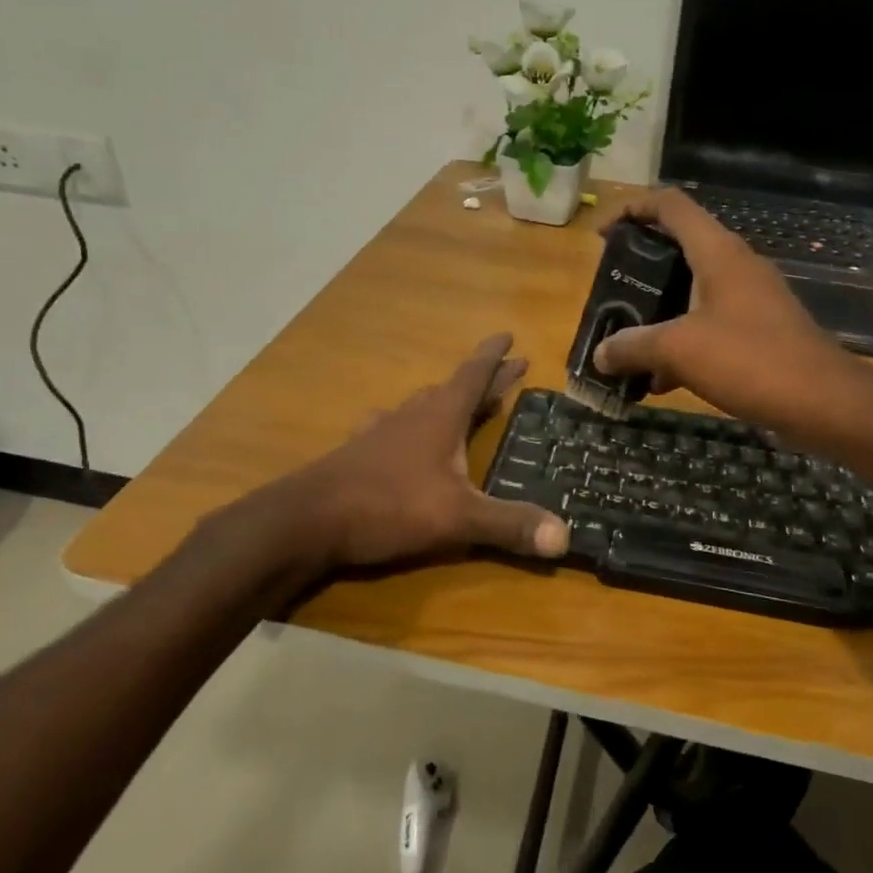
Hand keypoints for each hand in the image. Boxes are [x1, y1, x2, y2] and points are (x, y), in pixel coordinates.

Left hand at [288, 333, 569, 569]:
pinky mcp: (360, 454)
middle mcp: (412, 416)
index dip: (495, 357)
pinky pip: (394, 428)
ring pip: (421, 406)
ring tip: (460, 402)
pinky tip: (400, 434)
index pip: (474, 375)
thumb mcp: (458, 518)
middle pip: (453, 388)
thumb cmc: (388, 506)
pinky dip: (410, 426)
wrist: (307, 520)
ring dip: (446, 400)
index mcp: (440, 417)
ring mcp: (382, 433)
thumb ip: (509, 525)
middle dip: (485, 380)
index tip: (510, 336)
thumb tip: (566, 536)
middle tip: (510, 368)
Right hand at [592, 189, 871, 438]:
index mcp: (717, 253)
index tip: (602, 235)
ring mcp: (751, 300)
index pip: (671, 205)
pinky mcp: (760, 332)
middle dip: (640, 269)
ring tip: (626, 342)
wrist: (825, 403)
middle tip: (611, 293)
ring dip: (658, 312)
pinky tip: (661, 381)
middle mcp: (736, 267)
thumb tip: (600, 354)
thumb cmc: (750, 360)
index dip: (632, 209)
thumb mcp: (679, 350)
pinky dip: (682, 343)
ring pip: (693, 292)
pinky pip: (709, 325)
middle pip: (679, 248)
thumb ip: (633, 346)